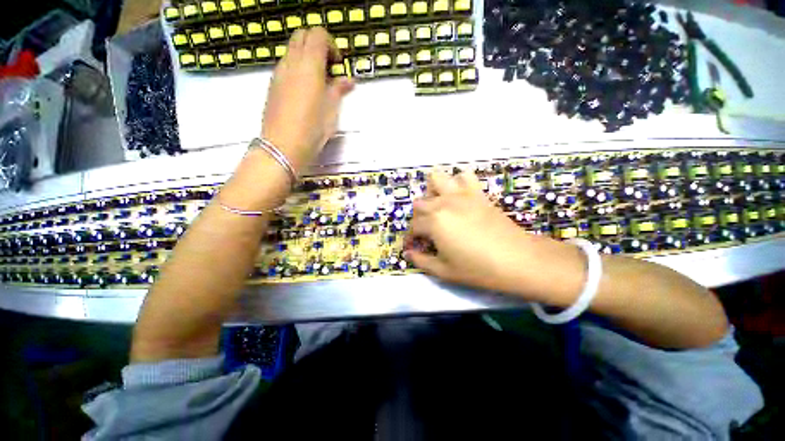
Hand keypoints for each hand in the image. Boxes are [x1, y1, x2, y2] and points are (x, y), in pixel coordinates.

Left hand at [261, 27, 353, 170]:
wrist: (283, 146)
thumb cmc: (312, 129)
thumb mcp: (331, 111)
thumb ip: (339, 90)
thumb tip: (348, 80)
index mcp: (309, 65)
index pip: (318, 35)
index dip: (331, 45)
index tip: (338, 65)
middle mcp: (291, 63)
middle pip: (302, 36)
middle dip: (318, 45)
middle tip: (329, 68)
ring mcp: (279, 73)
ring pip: (292, 50)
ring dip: (307, 57)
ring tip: (319, 82)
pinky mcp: (273, 85)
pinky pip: (286, 66)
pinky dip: (298, 68)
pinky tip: (306, 91)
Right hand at [404, 171, 584, 301]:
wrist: (517, 259)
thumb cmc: (478, 268)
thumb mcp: (444, 271)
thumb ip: (421, 261)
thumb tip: (408, 254)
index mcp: (433, 222)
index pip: (413, 226)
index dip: (411, 238)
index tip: (414, 246)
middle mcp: (443, 203)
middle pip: (420, 203)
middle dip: (419, 217)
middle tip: (427, 231)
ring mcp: (461, 195)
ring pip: (437, 179)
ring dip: (433, 191)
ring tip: (439, 207)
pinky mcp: (477, 193)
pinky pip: (464, 176)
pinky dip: (458, 182)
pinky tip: (459, 196)